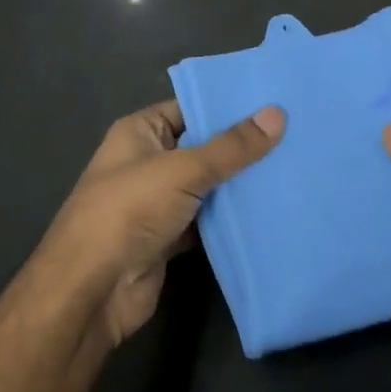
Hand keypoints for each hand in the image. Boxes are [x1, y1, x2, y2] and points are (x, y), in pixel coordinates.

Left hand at [33, 100, 283, 346]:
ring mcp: (158, 203)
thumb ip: (232, 147)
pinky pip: (208, 221)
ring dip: (241, 184)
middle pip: (203, 147)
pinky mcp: (170, 238)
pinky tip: (272, 210)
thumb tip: (278, 114)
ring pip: (209, 186)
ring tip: (294, 168)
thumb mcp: (183, 170)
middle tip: (297, 134)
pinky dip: (233, 219)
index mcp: (140, 133)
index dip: (229, 105)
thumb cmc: (129, 212)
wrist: (93, 290)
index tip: (276, 101)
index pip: (190, 108)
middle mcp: (148, 162)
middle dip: (243, 146)